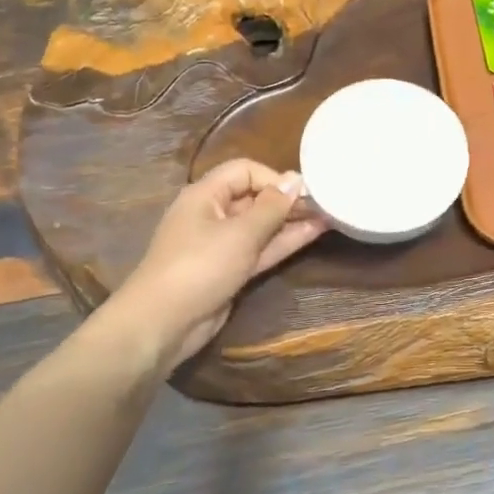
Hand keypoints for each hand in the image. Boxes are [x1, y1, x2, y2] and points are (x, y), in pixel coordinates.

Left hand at [111, 159, 326, 367]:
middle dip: (287, 200)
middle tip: (326, 204)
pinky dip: (282, 243)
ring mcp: (220, 245)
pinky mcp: (229, 270)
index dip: (274, 177)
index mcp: (205, 195)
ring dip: (290, 222)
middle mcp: (212, 214)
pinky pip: (259, 250)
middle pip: (253, 198)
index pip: (244, 171)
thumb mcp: (240, 233)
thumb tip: (296, 179)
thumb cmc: (200, 267)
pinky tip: (311, 235)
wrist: (165, 322)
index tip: (304, 192)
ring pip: (260, 227)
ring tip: (328, 217)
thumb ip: (271, 207)